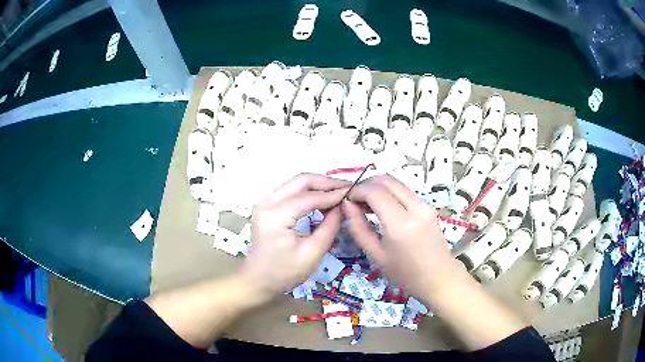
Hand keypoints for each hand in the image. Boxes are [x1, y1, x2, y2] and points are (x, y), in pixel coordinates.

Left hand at [240, 173, 350, 298]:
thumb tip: (343, 206)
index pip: (309, 197)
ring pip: (296, 183)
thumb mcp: (312, 254)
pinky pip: (291, 190)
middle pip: (301, 180)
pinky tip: (322, 199)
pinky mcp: (267, 205)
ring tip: (338, 192)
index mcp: (276, 215)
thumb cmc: (284, 272)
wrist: (257, 280)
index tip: (353, 192)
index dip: (333, 193)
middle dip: (326, 182)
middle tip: (347, 188)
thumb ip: (329, 227)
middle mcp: (267, 202)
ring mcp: (265, 201)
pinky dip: (308, 191)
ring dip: (318, 185)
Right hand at [341, 175, 465, 302]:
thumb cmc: (405, 274)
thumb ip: (359, 228)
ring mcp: (425, 205)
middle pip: (386, 180)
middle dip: (366, 184)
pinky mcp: (428, 206)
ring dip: (378, 187)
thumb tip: (347, 205)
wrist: (439, 278)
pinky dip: (389, 192)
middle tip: (355, 200)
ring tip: (366, 204)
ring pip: (396, 182)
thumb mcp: (376, 255)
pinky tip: (382, 207)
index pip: (375, 191)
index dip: (357, 190)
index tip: (346, 200)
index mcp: (400, 224)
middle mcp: (415, 207)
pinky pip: (405, 191)